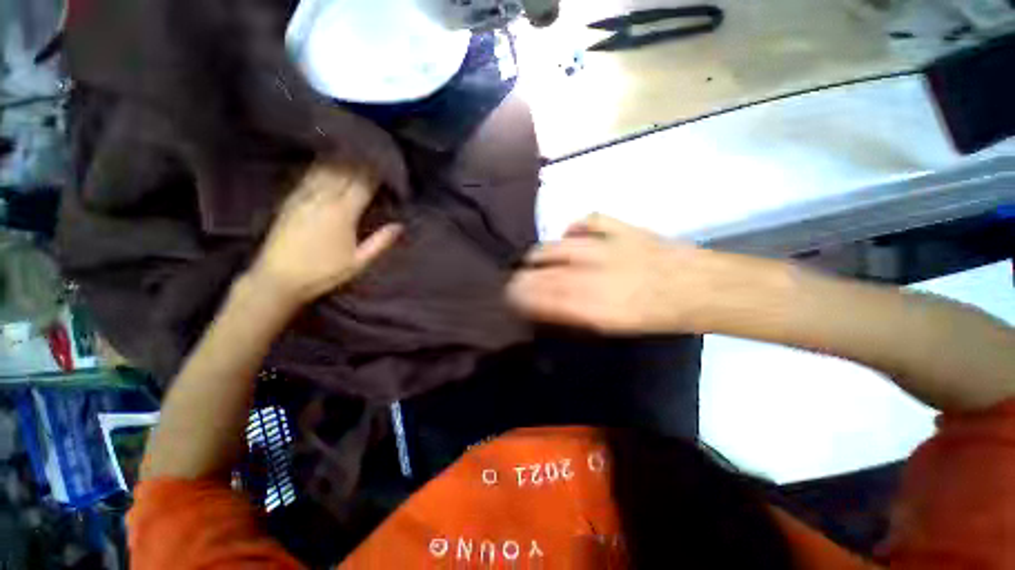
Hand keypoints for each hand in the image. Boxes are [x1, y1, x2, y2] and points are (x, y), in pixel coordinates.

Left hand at [248, 163, 400, 307]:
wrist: (278, 278)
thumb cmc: (324, 272)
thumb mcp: (359, 262)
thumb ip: (380, 242)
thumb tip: (399, 226)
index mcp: (343, 213)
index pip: (362, 184)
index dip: (375, 172)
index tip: (387, 165)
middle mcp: (323, 199)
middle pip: (344, 172)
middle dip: (360, 161)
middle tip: (373, 153)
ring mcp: (304, 197)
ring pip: (325, 169)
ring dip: (341, 159)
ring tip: (353, 151)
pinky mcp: (291, 200)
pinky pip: (308, 176)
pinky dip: (321, 166)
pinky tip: (326, 162)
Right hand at [507, 214, 728, 333]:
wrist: (696, 287)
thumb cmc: (654, 316)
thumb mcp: (612, 327)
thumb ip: (575, 316)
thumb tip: (548, 308)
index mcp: (591, 303)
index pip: (542, 295)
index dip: (520, 295)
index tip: (509, 296)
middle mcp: (591, 273)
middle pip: (544, 269)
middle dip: (523, 276)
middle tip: (515, 280)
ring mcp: (605, 246)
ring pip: (557, 246)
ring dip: (540, 254)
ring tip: (533, 259)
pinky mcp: (619, 228)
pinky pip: (587, 221)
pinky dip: (574, 228)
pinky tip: (569, 235)